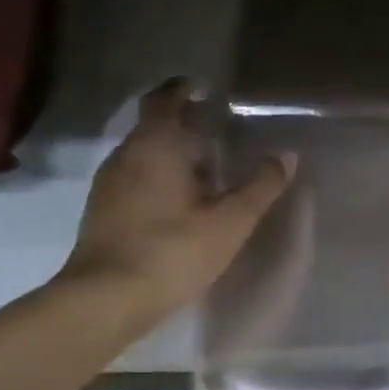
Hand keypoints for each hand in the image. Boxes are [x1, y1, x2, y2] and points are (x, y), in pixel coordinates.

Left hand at [55, 77, 294, 325]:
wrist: (104, 301)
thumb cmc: (172, 251)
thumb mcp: (230, 221)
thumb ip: (261, 186)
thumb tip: (287, 155)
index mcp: (156, 145)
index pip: (164, 99)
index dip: (182, 89)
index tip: (203, 88)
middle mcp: (126, 155)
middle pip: (152, 124)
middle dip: (180, 120)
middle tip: (215, 127)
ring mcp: (108, 183)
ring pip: (141, 152)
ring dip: (168, 150)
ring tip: (202, 164)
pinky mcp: (101, 211)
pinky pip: (133, 176)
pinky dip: (155, 174)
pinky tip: (177, 199)